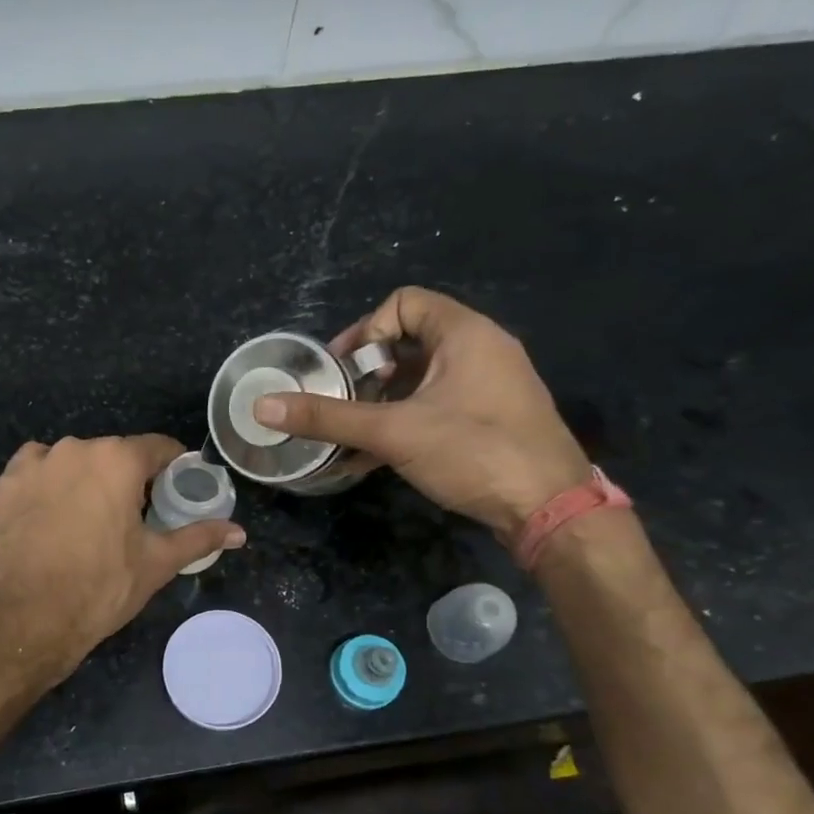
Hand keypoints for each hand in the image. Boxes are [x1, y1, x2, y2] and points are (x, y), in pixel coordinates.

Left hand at [0, 434, 245, 678]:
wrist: (27, 618)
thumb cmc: (101, 587)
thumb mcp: (157, 562)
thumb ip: (199, 537)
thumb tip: (239, 532)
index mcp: (118, 460)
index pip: (158, 448)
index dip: (173, 467)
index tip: (176, 489)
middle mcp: (76, 448)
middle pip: (114, 455)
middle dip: (127, 479)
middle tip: (133, 517)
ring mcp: (36, 464)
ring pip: (74, 461)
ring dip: (86, 480)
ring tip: (88, 520)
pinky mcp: (4, 484)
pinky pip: (36, 471)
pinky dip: (47, 484)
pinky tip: (51, 515)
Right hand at [251, 286, 591, 538]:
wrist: (551, 511)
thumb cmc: (474, 452)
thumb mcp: (393, 433)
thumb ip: (328, 418)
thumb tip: (263, 407)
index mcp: (465, 334)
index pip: (403, 303)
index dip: (364, 329)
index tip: (340, 370)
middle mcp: (482, 350)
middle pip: (409, 341)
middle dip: (366, 373)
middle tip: (341, 403)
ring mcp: (489, 387)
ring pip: (421, 380)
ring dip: (381, 403)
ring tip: (352, 433)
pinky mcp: (491, 421)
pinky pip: (437, 407)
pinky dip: (403, 423)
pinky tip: (371, 458)